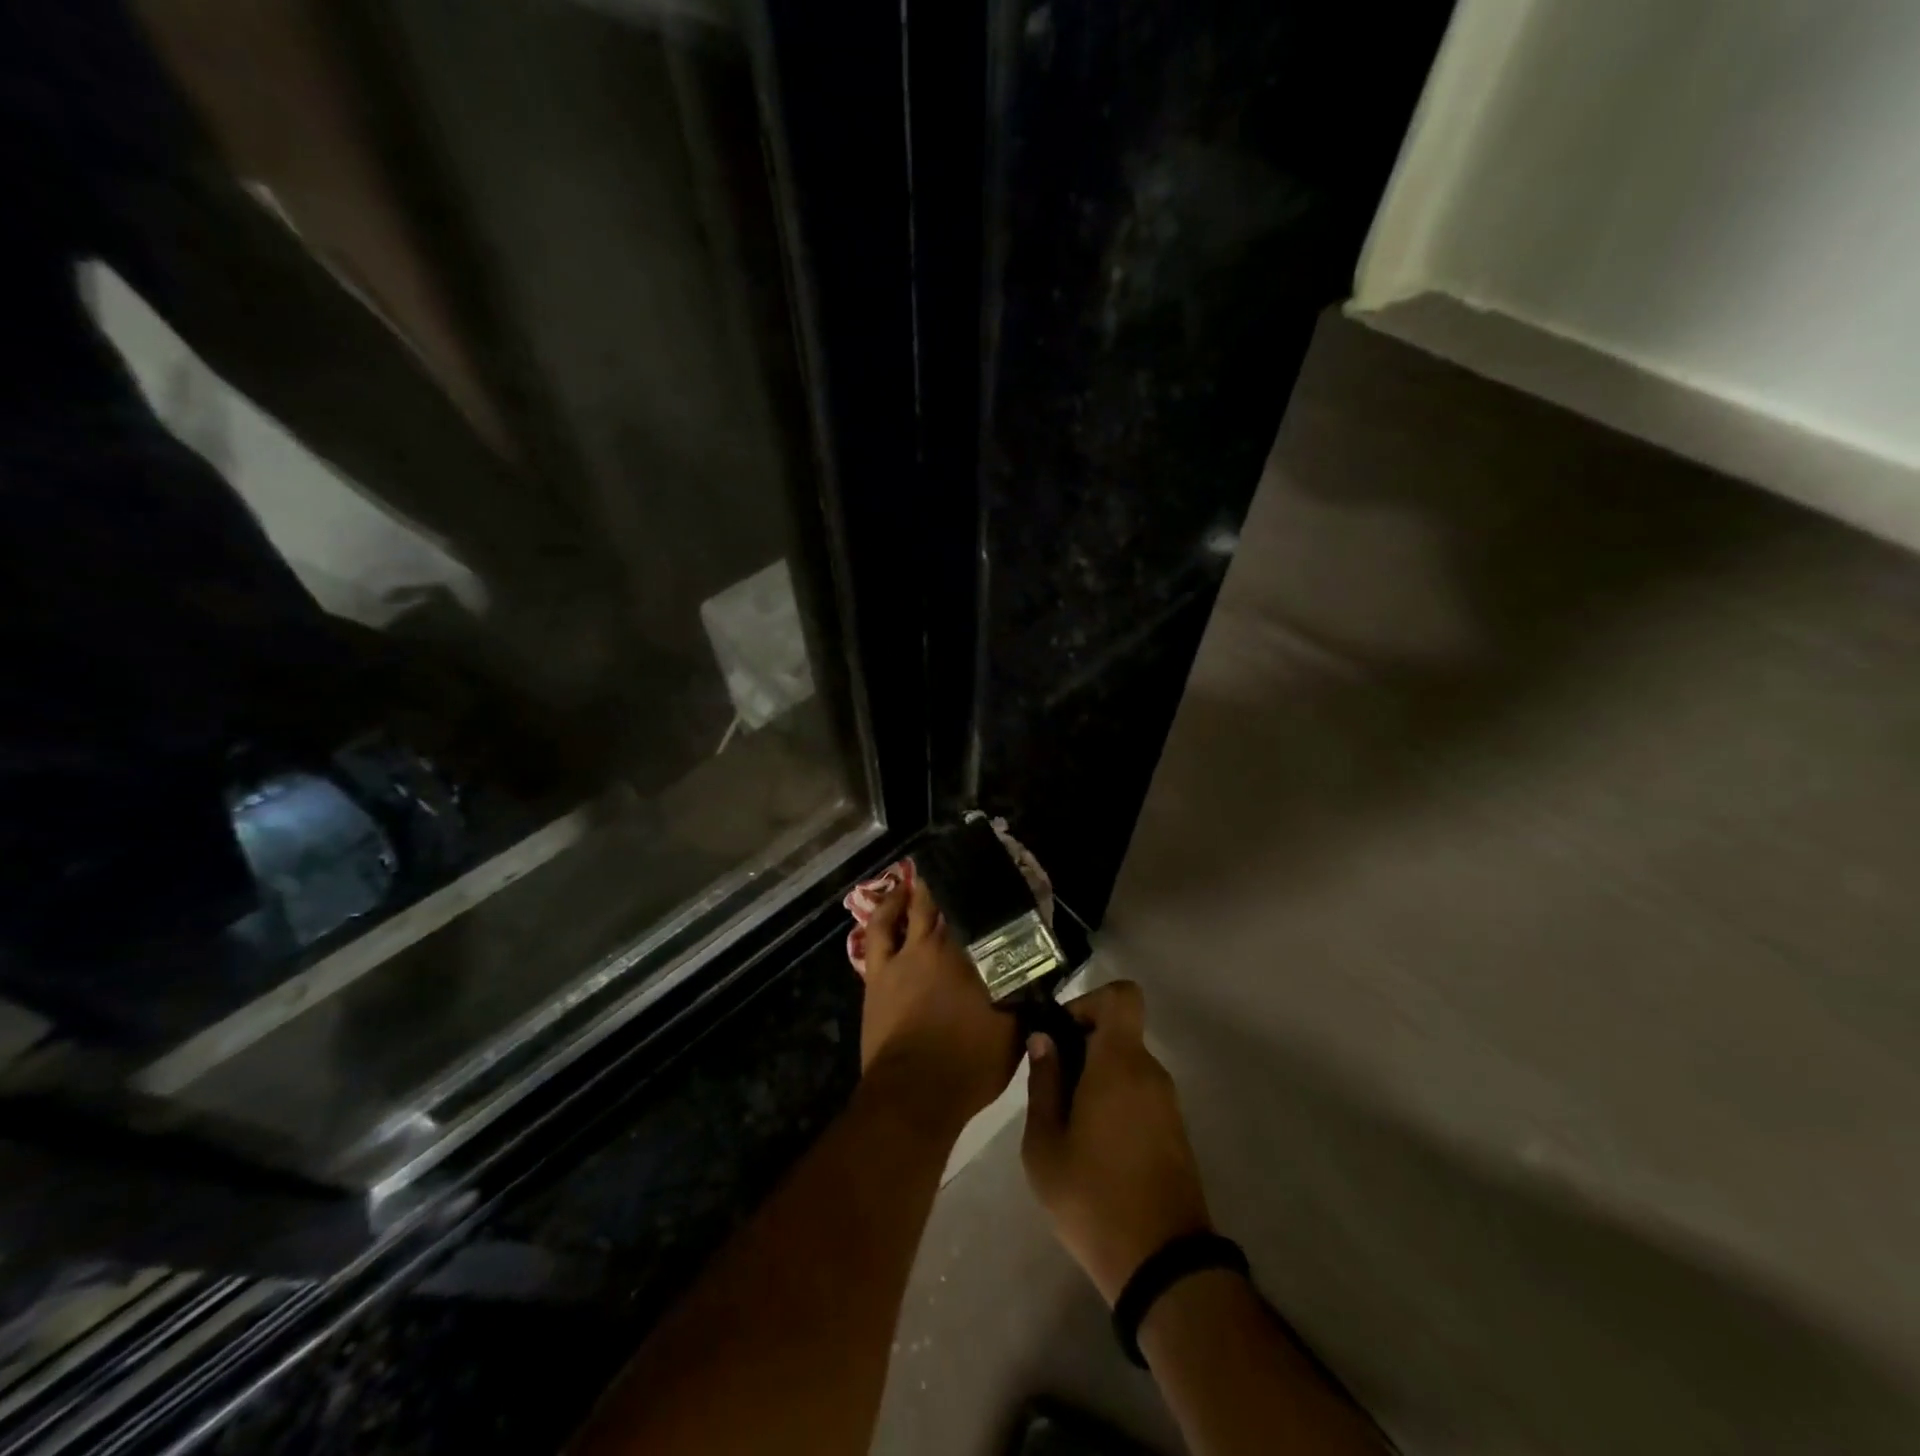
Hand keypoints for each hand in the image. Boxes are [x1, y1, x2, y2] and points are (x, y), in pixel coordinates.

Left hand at [858, 875, 1019, 1132]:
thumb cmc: (970, 1068)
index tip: (1009, 887)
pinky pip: (881, 929)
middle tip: (972, 868)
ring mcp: (908, 956)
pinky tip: (895, 896)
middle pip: (955, 906)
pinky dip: (888, 909)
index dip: (1000, 903)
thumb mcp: (1013, 1037)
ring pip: (918, 907)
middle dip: (964, 886)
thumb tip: (1034, 980)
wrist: (915, 1093)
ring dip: (926, 887)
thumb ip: (1022, 1001)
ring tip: (934, 870)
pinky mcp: (880, 970)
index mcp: (981, 961)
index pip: (995, 921)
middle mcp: (945, 948)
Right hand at [1023, 981, 1211, 1304]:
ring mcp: (1167, 1103)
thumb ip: (1043, 1083)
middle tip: (1050, 1082)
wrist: (1163, 1266)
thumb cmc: (1093, 1198)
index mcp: (1120, 1063)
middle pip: (1119, 1031)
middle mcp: (1150, 1072)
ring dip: (1096, 1076)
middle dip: (1082, 1044)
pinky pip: (1139, 1092)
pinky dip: (1114, 1099)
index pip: (1122, 995)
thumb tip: (1043, 1040)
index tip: (1061, 1032)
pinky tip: (1091, 1142)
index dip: (1089, 1000)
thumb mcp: (1045, 1145)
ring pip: (1127, 1064)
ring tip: (1065, 1120)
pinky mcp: (1174, 1131)